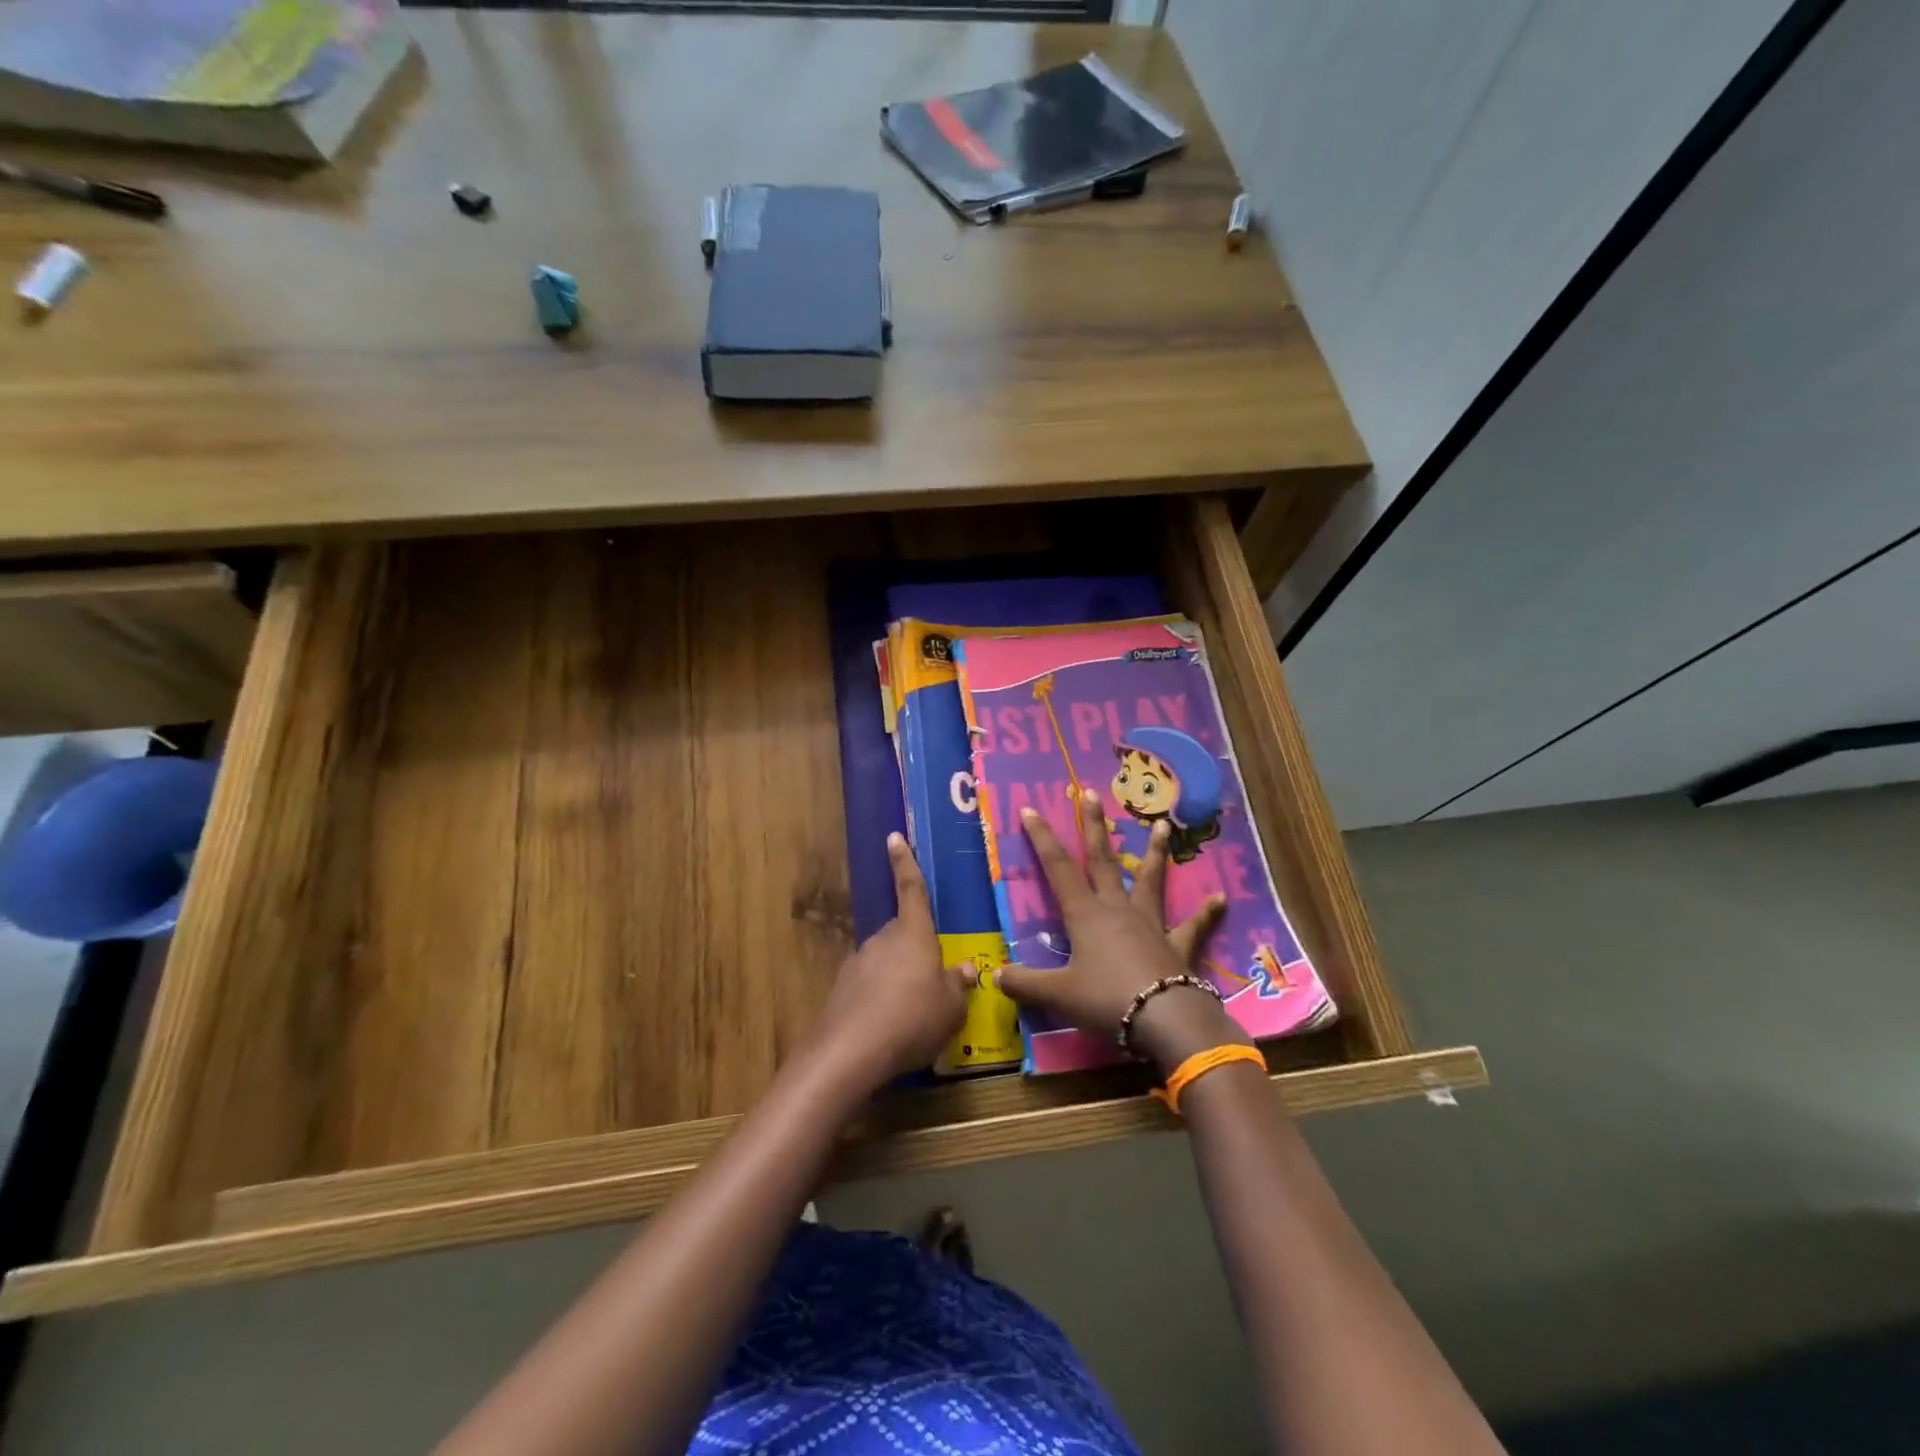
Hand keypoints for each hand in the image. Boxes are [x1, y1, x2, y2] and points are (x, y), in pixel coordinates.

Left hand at [809, 833, 970, 1088]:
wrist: (849, 1053)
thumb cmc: (912, 1020)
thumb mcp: (950, 1009)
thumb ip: (958, 986)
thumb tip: (966, 969)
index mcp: (913, 934)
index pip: (912, 890)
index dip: (905, 863)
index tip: (894, 837)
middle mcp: (883, 940)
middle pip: (902, 932)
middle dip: (915, 947)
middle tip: (933, 977)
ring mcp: (858, 963)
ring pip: (885, 960)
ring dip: (899, 976)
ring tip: (914, 1011)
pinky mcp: (842, 989)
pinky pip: (870, 985)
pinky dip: (881, 997)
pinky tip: (890, 1026)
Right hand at [995, 790, 1243, 1077]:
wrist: (1166, 1019)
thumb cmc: (1107, 1001)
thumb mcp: (1058, 995)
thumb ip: (1025, 984)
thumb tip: (995, 976)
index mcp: (1086, 915)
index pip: (1058, 868)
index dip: (1042, 838)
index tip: (1031, 809)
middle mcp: (1118, 910)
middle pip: (1103, 860)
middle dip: (1094, 826)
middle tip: (1092, 793)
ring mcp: (1151, 924)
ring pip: (1150, 881)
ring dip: (1155, 853)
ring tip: (1162, 826)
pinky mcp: (1178, 946)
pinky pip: (1193, 926)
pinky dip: (1207, 914)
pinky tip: (1221, 899)